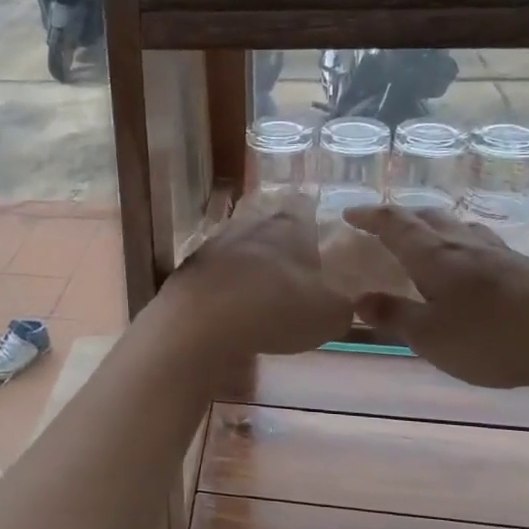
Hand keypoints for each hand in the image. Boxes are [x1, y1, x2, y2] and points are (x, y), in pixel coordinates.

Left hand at [160, 191, 352, 358]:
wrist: (203, 322)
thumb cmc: (278, 308)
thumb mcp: (328, 315)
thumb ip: (340, 306)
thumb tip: (341, 305)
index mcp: (289, 226)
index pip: (304, 206)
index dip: (312, 215)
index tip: (318, 227)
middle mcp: (250, 225)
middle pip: (267, 224)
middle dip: (278, 241)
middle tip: (291, 265)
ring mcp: (214, 245)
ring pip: (237, 246)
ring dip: (247, 263)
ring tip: (259, 287)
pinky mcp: (188, 270)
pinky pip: (213, 273)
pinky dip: (222, 285)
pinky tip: (228, 305)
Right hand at [340, 203, 528, 398]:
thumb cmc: (494, 338)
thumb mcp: (431, 337)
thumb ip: (395, 316)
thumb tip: (360, 299)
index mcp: (435, 255)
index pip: (394, 223)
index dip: (369, 216)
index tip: (348, 214)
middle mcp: (465, 243)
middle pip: (428, 217)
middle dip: (401, 217)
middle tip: (383, 226)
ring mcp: (501, 253)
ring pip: (459, 227)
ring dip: (434, 227)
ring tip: (424, 240)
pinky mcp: (527, 269)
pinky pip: (482, 245)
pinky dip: (462, 246)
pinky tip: (470, 267)